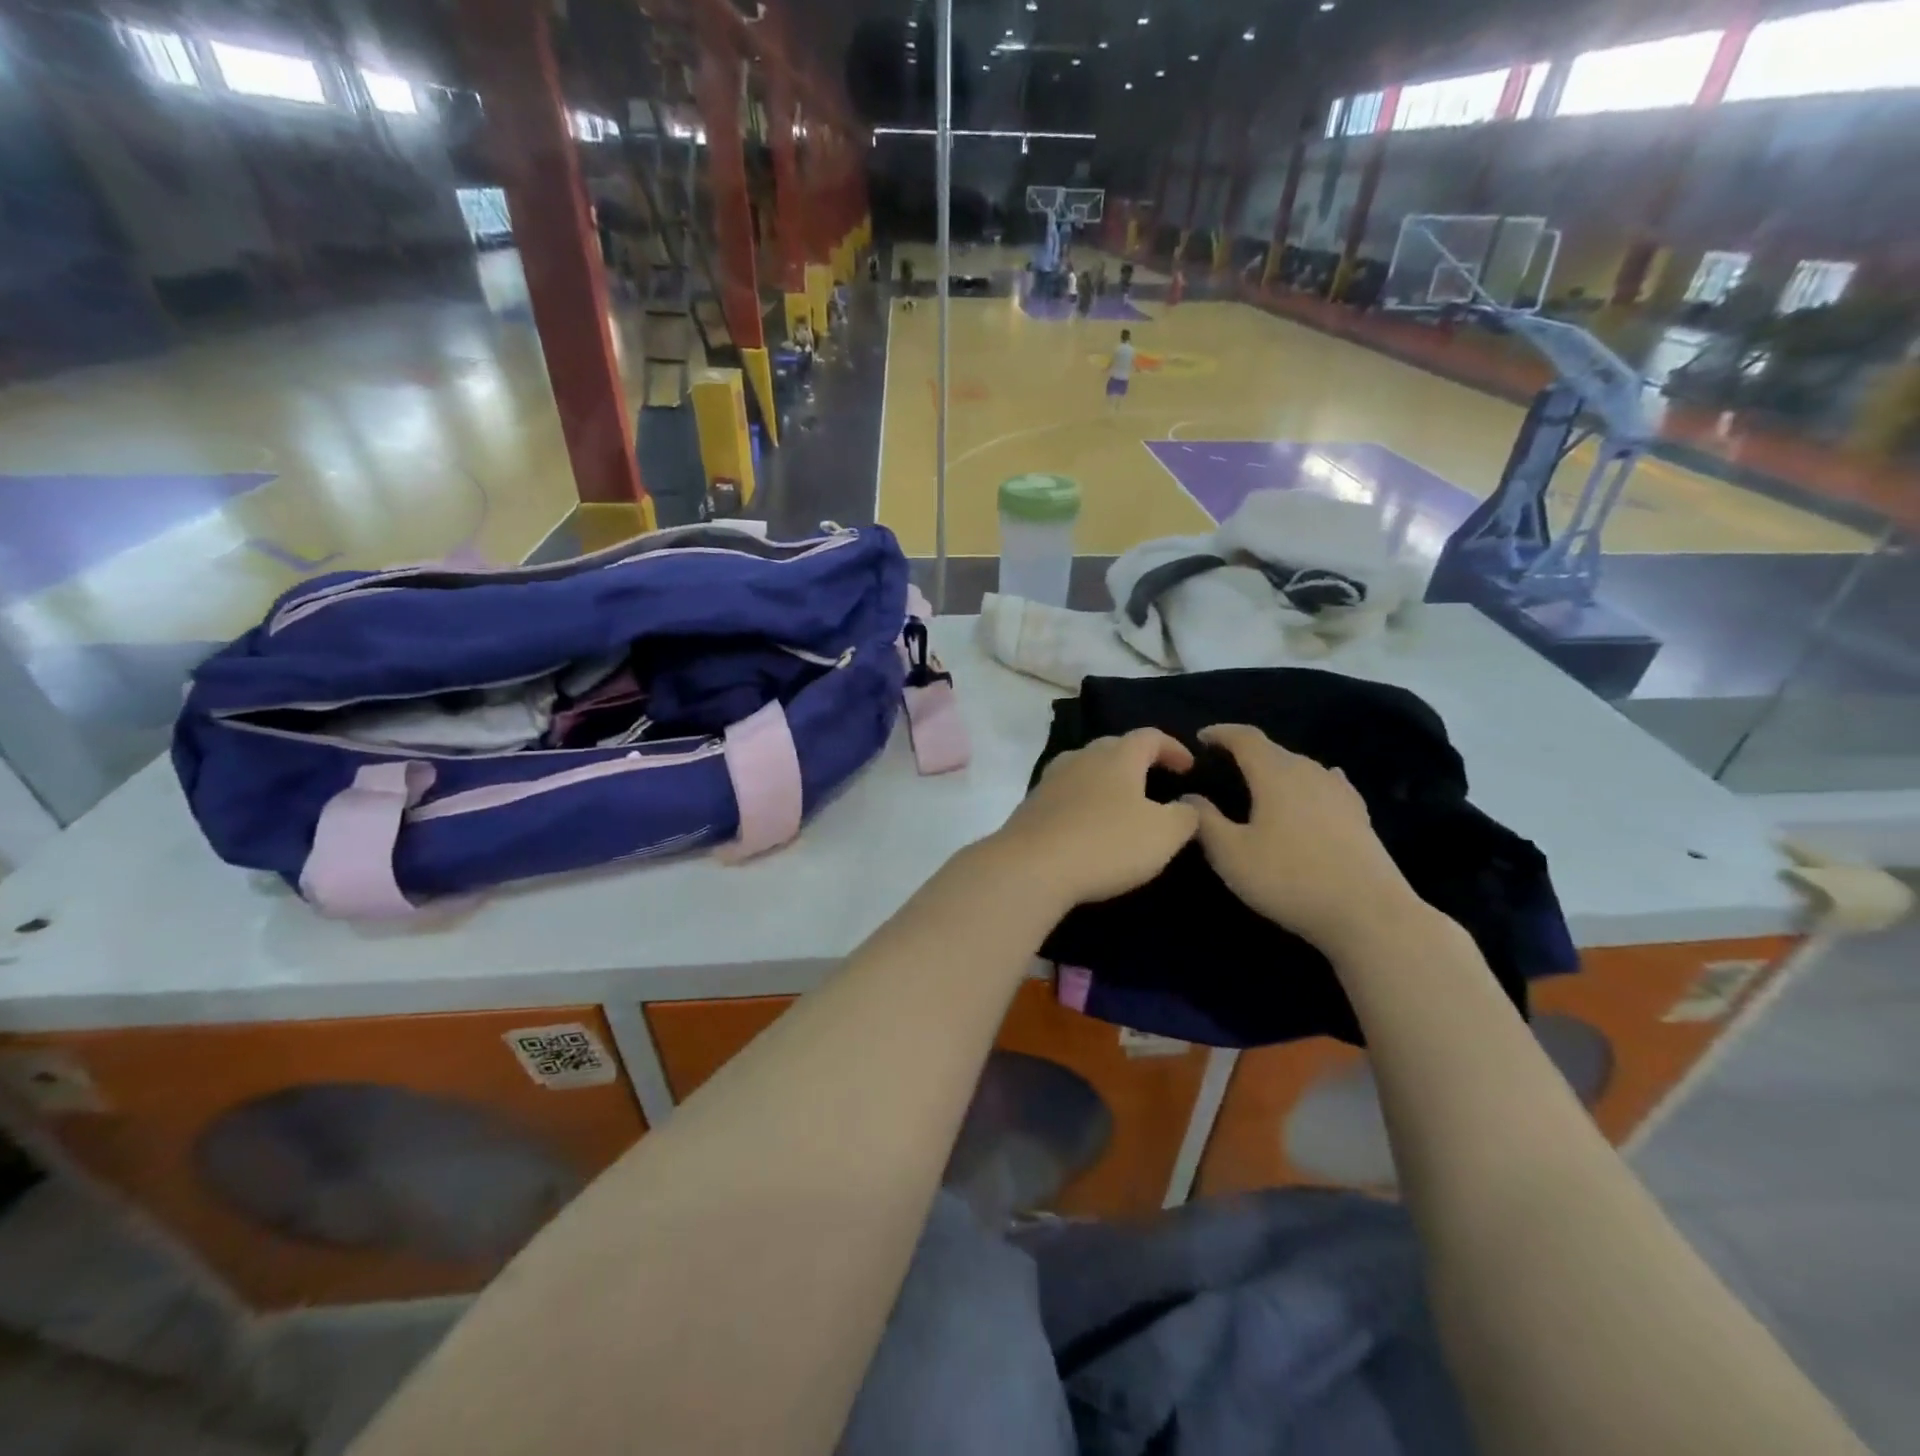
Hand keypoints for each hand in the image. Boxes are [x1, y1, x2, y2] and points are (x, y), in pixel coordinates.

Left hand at [987, 729, 1199, 909]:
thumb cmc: (1106, 844)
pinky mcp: (1031, 805)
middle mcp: (1081, 758)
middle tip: (1155, 781)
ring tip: (1121, 802)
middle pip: (1113, 747)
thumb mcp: (1164, 835)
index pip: (1150, 737)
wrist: (1031, 867)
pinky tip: (1087, 823)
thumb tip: (1187, 805)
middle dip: (1137, 760)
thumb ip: (1185, 816)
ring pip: (1085, 767)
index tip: (1189, 768)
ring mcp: (1051, 779)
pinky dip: (1083, 800)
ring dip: (1106, 779)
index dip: (1173, 748)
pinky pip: (1065, 793)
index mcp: (1117, 756)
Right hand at [1184, 724, 1422, 953]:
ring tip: (1259, 783)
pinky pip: (1327, 784)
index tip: (1201, 737)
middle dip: (1246, 751)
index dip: (1221, 733)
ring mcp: (1339, 792)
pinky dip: (1308, 783)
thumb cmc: (1289, 879)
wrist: (1368, 913)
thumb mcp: (1231, 854)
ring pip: (1300, 767)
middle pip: (1274, 750)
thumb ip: (1204, 821)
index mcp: (1275, 774)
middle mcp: (1309, 772)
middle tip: (1223, 765)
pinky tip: (1314, 790)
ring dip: (1276, 768)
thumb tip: (1189, 796)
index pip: (1245, 738)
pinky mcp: (1359, 815)